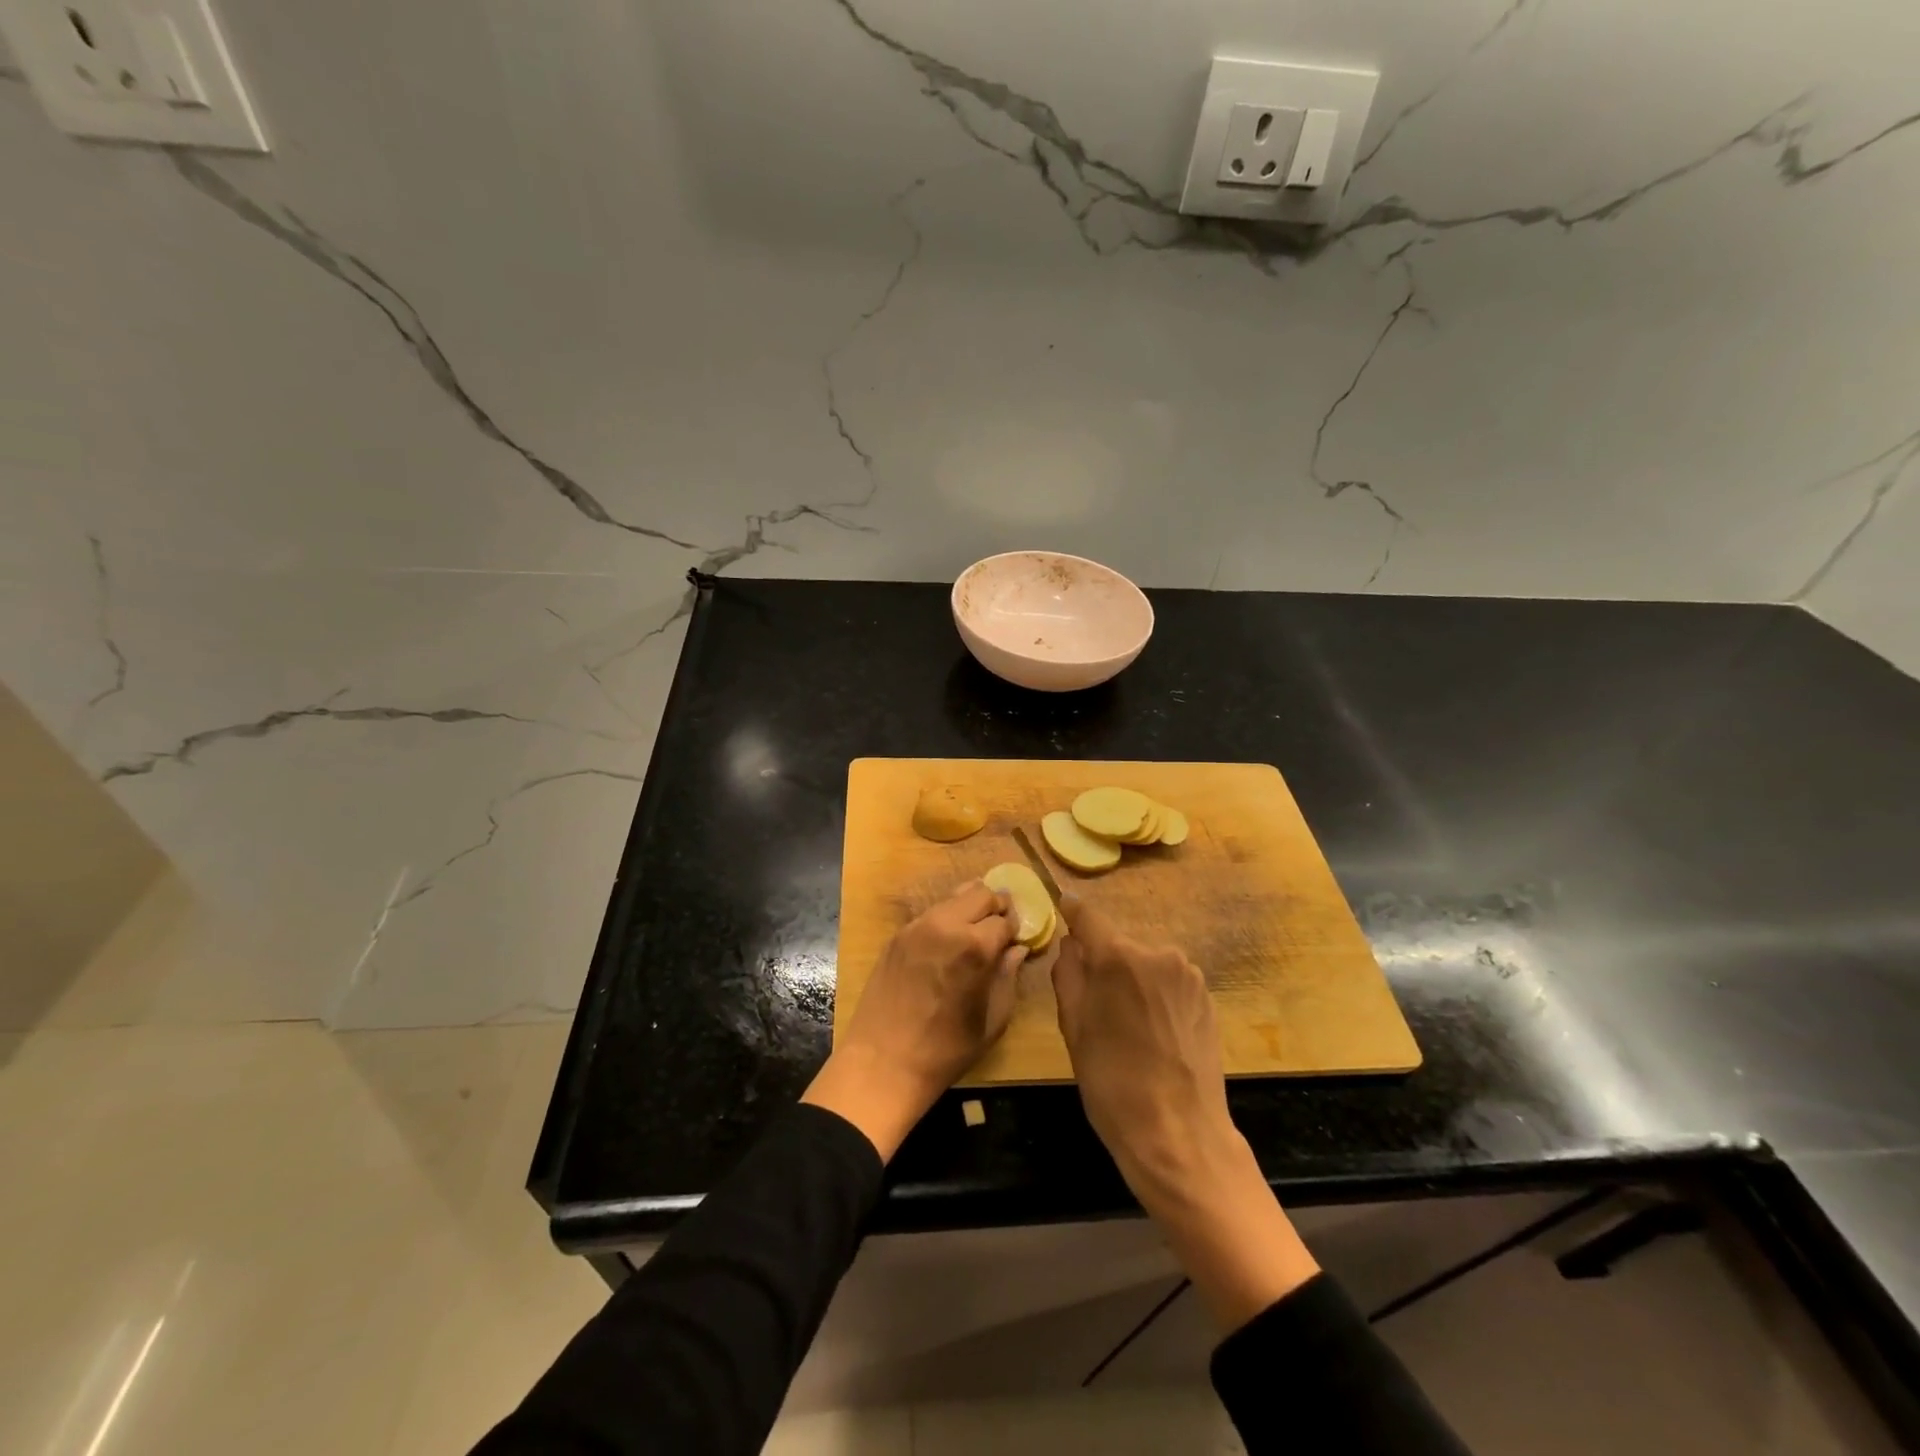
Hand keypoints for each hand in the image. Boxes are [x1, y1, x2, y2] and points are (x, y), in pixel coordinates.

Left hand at [803, 881, 1025, 1159]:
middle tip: (1001, 927)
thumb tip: (1017, 949)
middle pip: (980, 892)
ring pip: (953, 897)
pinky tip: (948, 943)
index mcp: (974, 947)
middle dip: (996, 905)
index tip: (1016, 941)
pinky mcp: (898, 935)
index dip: (1015, 929)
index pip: (1005, 919)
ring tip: (976, 930)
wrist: (883, 1062)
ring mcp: (917, 926)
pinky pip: (931, 913)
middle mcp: (945, 925)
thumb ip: (1007, 977)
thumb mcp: (991, 1020)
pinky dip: (946, 918)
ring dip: (970, 907)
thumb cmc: (945, 1050)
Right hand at [1051, 895, 1232, 1195]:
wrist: (1179, 1135)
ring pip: (1147, 964)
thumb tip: (1071, 945)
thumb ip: (1068, 974)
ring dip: (1134, 980)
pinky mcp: (1207, 997)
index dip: (1073, 912)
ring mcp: (1188, 975)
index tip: (1064, 907)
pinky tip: (1155, 1033)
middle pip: (1119, 944)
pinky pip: (1170, 982)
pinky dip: (1157, 995)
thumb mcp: (1073, 1028)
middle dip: (1105, 962)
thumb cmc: (1112, 1082)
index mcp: (1118, 957)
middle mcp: (1158, 953)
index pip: (1089, 916)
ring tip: (1129, 1025)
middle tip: (1096, 1002)